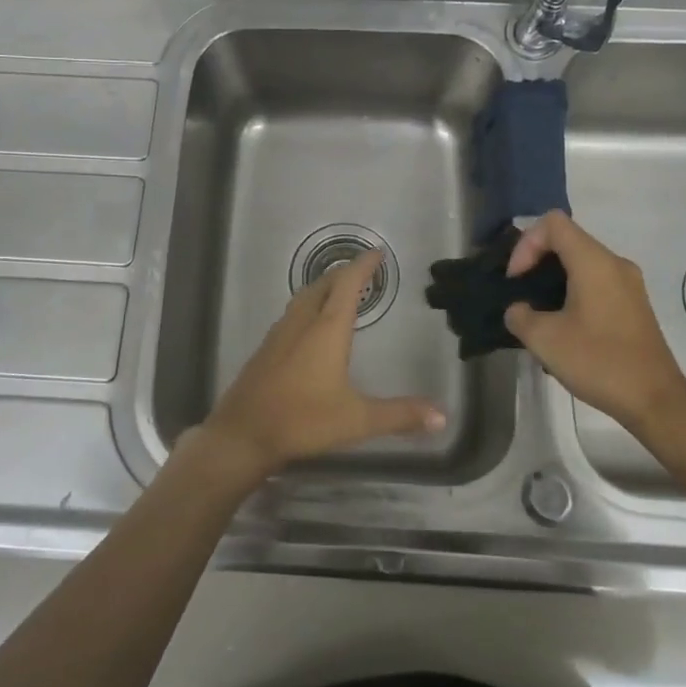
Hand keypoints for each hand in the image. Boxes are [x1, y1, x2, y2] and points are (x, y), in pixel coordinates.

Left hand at [198, 249, 445, 485]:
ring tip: (338, 291)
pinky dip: (308, 307)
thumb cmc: (303, 420)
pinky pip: (291, 315)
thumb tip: (442, 416)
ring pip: (303, 298)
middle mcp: (302, 323)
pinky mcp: (265, 350)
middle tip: (362, 271)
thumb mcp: (357, 420)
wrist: (243, 434)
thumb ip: (400, 415)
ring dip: (323, 288)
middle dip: (343, 273)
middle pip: (323, 285)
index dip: (363, 266)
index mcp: (326, 330)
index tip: (376, 253)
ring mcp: (279, 335)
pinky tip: (309, 326)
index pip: (347, 285)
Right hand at [503, 211, 685, 443]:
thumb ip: (519, 316)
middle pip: (568, 240)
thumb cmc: (599, 362)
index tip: (516, 279)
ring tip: (538, 312)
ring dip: (554, 278)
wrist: (656, 400)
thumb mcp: (544, 340)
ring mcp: (629, 284)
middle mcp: (615, 263)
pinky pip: (597, 282)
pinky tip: (564, 326)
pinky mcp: (634, 305)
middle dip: (537, 260)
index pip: (553, 224)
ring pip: (582, 262)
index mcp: (594, 262)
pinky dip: (573, 291)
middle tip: (520, 292)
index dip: (526, 244)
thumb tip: (519, 310)